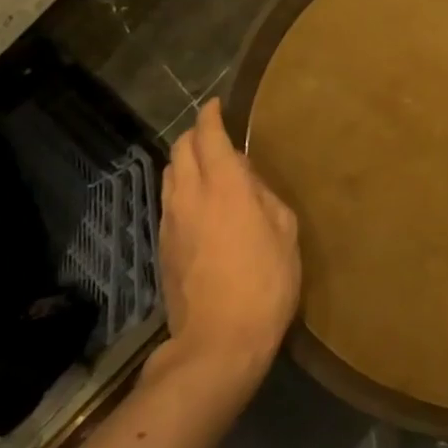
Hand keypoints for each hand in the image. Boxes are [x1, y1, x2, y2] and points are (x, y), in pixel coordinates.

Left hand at [156, 100, 300, 391]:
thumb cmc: (266, 281)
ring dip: (186, 161)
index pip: (208, 135)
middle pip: (181, 149)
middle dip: (196, 133)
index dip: (212, 115)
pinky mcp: (163, 247)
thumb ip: (264, 195)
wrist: (218, 342)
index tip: (218, 105)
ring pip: (170, 174)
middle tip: (216, 133)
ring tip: (209, 167)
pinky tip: (201, 204)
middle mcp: (190, 195)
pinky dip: (182, 189)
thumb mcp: (285, 231)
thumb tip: (248, 181)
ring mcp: (171, 222)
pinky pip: (169, 202)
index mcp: (225, 186)